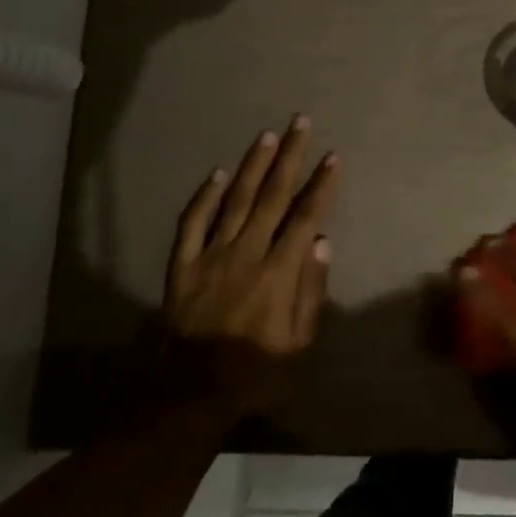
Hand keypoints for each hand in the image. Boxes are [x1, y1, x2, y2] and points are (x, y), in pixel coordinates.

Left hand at [162, 116, 337, 417]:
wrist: (195, 394)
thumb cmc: (257, 371)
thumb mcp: (299, 343)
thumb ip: (311, 291)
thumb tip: (321, 242)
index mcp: (278, 272)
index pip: (305, 217)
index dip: (320, 185)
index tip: (332, 157)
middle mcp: (246, 253)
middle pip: (272, 196)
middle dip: (289, 157)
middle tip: (299, 123)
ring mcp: (211, 256)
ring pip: (235, 200)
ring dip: (253, 165)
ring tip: (267, 135)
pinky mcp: (183, 265)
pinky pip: (192, 223)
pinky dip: (205, 196)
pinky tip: (218, 174)